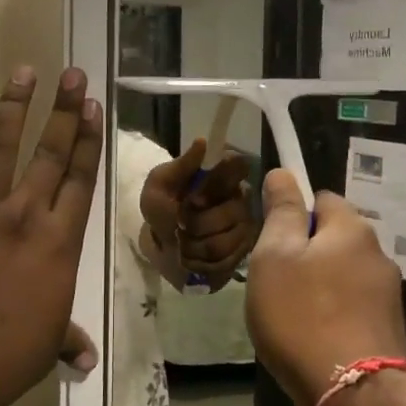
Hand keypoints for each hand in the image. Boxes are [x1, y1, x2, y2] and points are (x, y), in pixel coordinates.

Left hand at [0, 66, 102, 405]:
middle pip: (51, 152)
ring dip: (15, 107)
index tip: (94, 106)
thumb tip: (85, 359)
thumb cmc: (10, 355)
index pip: (80, 177)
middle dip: (66, 110)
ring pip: (3, 148)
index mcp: (61, 240)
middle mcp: (26, 214)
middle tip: (73, 75)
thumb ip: (68, 338)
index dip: (90, 139)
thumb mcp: (48, 343)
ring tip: (25, 72)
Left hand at [139, 140, 259, 288]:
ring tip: (183, 243)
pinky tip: (192, 257)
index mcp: (222, 175)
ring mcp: (245, 226)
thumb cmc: (162, 209)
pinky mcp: (243, 253)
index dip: (217, 185)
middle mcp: (241, 198)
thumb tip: (202, 142)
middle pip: (231, 211)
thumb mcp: (159, 185)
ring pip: (225, 240)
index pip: (239, 167)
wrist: (161, 246)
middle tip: (180, 224)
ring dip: (195, 245)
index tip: (194, 199)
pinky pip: (225, 261)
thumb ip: (180, 166)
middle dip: (197, 223)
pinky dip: (200, 262)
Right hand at [244, 171, 405, 405]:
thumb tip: (284, 173)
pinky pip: (350, 308)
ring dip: (317, 287)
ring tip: (288, 317)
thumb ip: (282, 212)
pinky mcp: (387, 331)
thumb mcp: (275, 256)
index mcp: (352, 229)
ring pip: (341, 276)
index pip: (321, 198)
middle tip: (273, 282)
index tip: (271, 240)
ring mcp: (387, 295)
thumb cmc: (302, 315)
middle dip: (305, 254)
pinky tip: (311, 340)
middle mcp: (377, 254)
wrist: (353, 396)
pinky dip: (330, 316)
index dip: (293, 213)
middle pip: (333, 239)